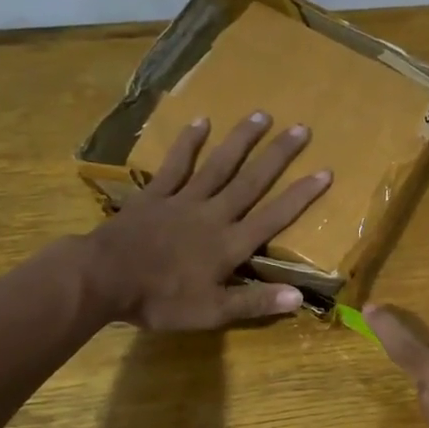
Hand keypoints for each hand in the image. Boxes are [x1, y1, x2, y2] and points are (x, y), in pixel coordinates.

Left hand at [84, 112, 330, 329]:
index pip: (274, 217)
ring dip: (241, 140)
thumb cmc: (161, 299)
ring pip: (219, 165)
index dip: (301, 196)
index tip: (324, 172)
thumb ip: (255, 302)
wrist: (103, 278)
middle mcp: (213, 214)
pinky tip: (201, 121)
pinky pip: (175, 164)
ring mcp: (183, 200)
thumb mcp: (212, 312)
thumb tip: (299, 297)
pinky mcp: (155, 194)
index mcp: (230, 244)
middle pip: (251, 181)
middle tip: (301, 129)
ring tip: (261, 115)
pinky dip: (189, 143)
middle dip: (278, 156)